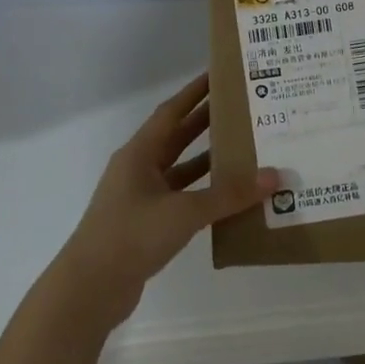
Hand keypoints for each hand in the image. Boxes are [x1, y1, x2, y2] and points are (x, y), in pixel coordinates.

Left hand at [56, 72, 276, 329]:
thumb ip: (229, 194)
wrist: (91, 288)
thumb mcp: (184, 211)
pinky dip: (204, 193)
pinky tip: (230, 195)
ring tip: (245, 148)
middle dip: (206, 122)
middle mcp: (139, 169)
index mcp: (139, 153)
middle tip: (242, 108)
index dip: (195, 92)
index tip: (219, 75)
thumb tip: (274, 176)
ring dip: (208, 159)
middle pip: (177, 137)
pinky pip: (182, 198)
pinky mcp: (147, 223)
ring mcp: (141, 197)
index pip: (171, 112)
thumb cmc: (132, 235)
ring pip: (181, 169)